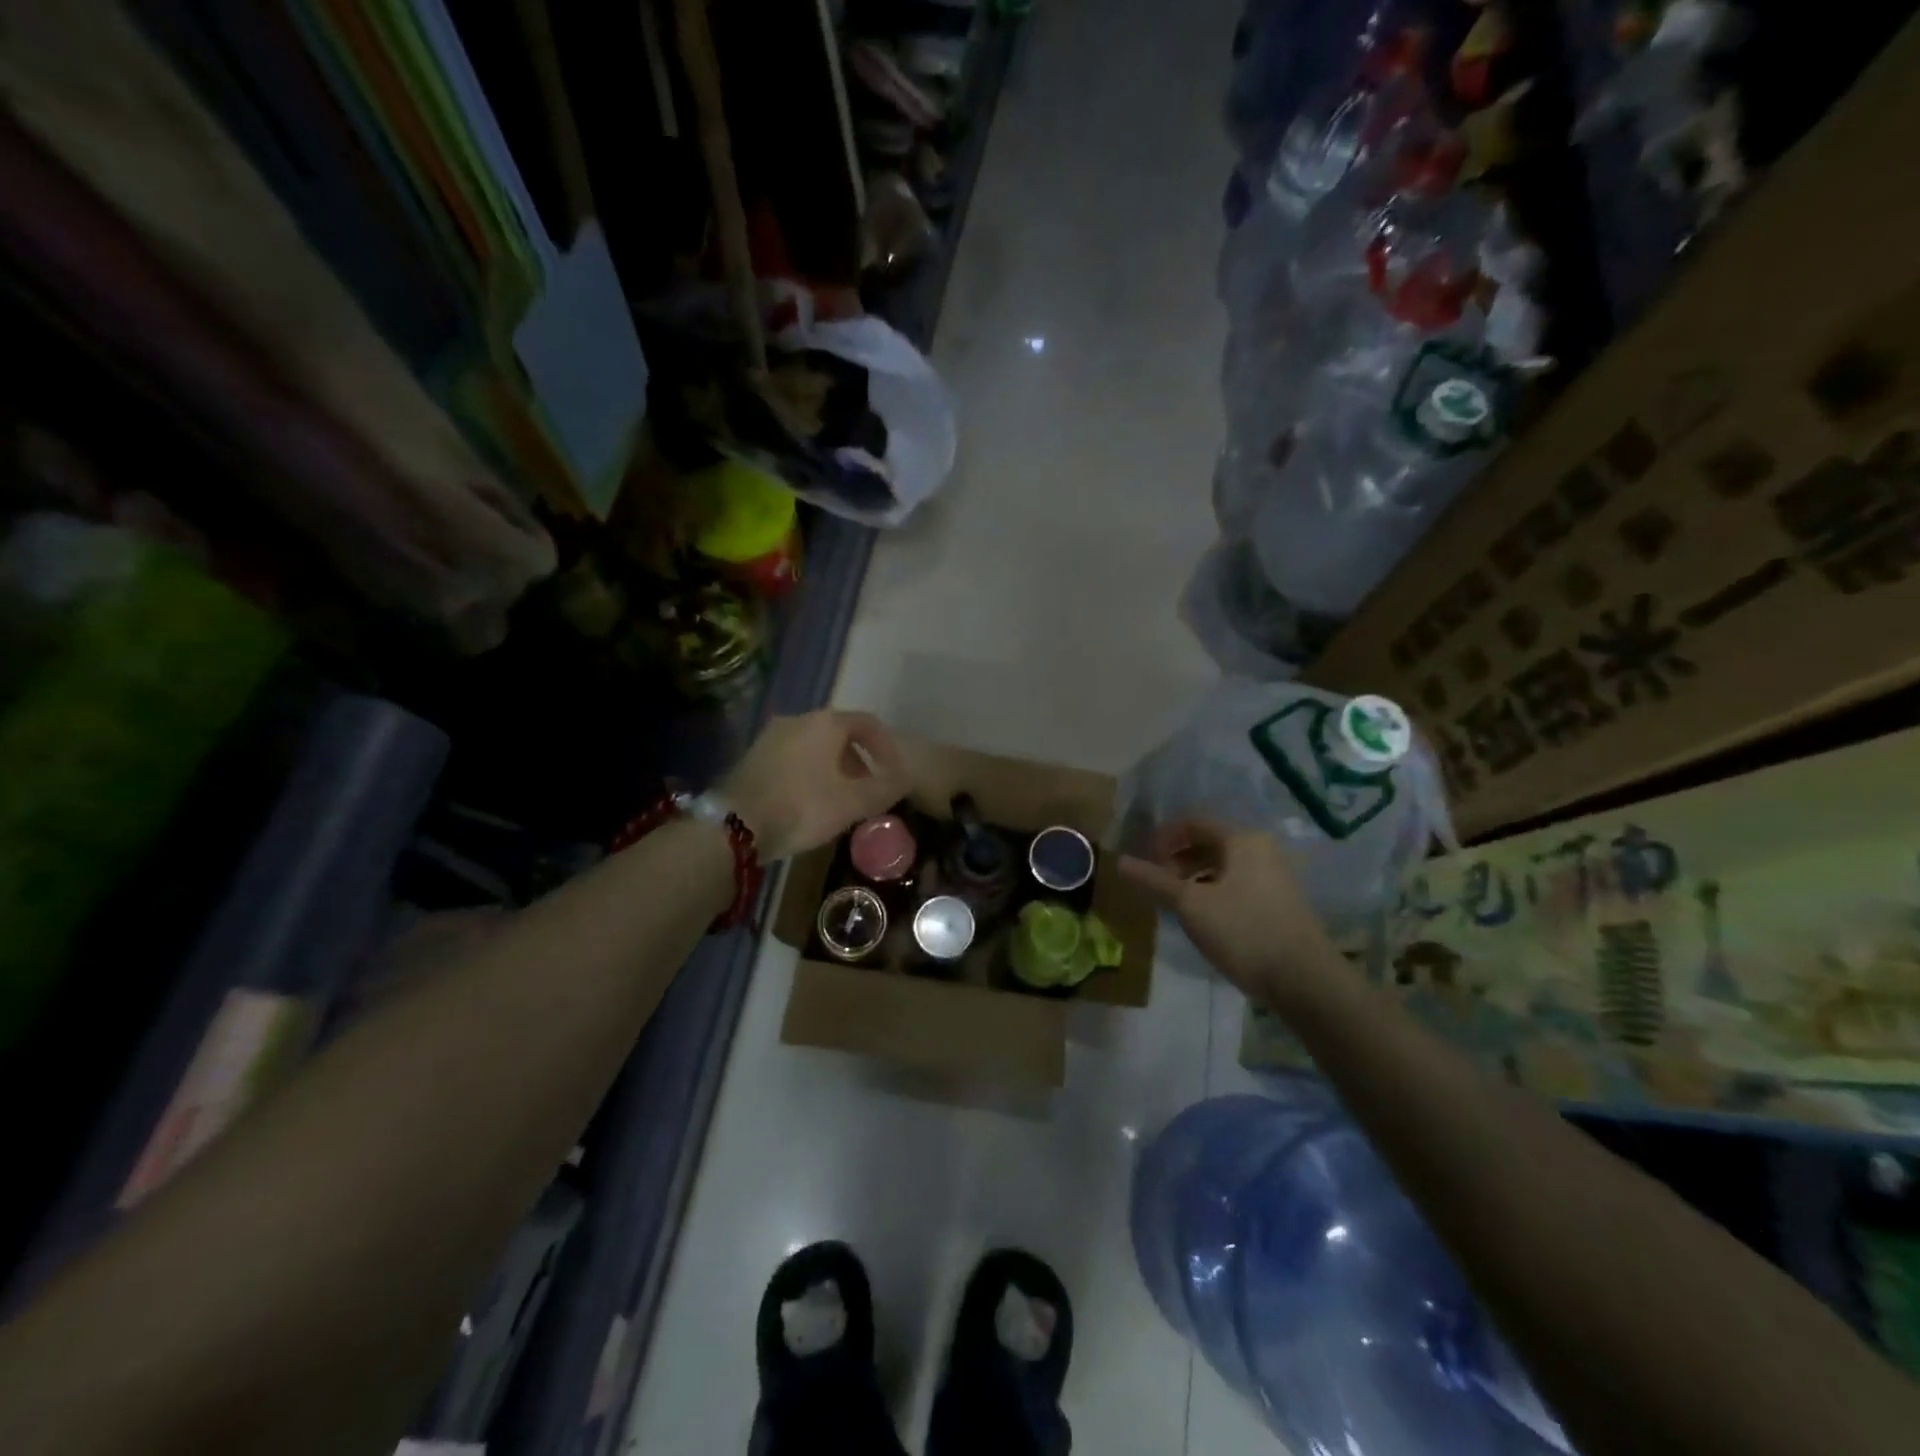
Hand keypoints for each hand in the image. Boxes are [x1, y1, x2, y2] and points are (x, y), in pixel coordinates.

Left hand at [722, 710, 909, 860]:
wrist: (735, 825)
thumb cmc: (803, 807)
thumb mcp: (853, 803)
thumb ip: (885, 789)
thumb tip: (904, 779)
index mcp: (826, 723)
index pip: (868, 724)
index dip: (887, 748)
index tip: (894, 774)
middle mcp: (798, 719)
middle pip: (839, 734)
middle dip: (859, 761)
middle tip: (867, 790)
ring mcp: (770, 736)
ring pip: (814, 746)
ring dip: (833, 768)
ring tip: (839, 799)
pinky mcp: (752, 756)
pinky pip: (792, 757)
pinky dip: (808, 772)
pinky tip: (808, 801)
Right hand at [1119, 819, 1340, 1007]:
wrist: (1305, 980)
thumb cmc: (1244, 931)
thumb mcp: (1191, 905)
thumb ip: (1154, 882)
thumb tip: (1119, 862)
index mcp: (1241, 839)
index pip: (1193, 822)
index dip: (1163, 837)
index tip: (1144, 861)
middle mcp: (1260, 849)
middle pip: (1208, 842)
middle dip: (1177, 859)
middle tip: (1157, 883)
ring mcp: (1274, 876)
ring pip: (1223, 866)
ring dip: (1194, 877)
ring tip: (1175, 903)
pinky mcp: (1279, 902)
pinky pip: (1237, 884)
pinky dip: (1213, 892)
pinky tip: (1203, 918)